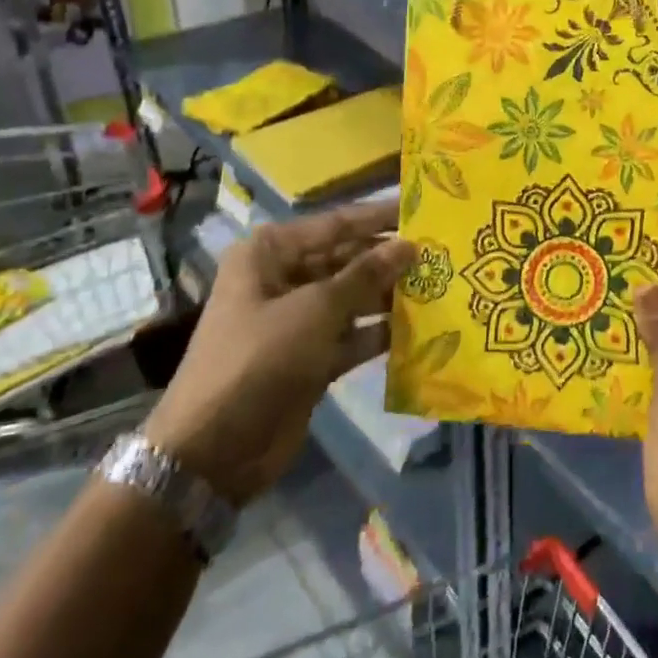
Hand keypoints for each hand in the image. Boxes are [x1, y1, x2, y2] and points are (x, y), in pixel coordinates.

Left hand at [144, 202, 414, 504]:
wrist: (215, 447)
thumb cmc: (261, 358)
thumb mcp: (316, 309)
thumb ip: (366, 274)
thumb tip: (409, 245)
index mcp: (270, 253)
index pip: (335, 224)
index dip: (379, 217)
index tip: (423, 209)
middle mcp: (282, 279)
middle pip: (346, 259)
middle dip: (389, 259)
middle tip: (442, 253)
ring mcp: (296, 320)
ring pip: (353, 297)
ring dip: (390, 295)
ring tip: (440, 287)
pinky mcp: (310, 356)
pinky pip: (352, 334)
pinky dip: (380, 331)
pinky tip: (421, 328)